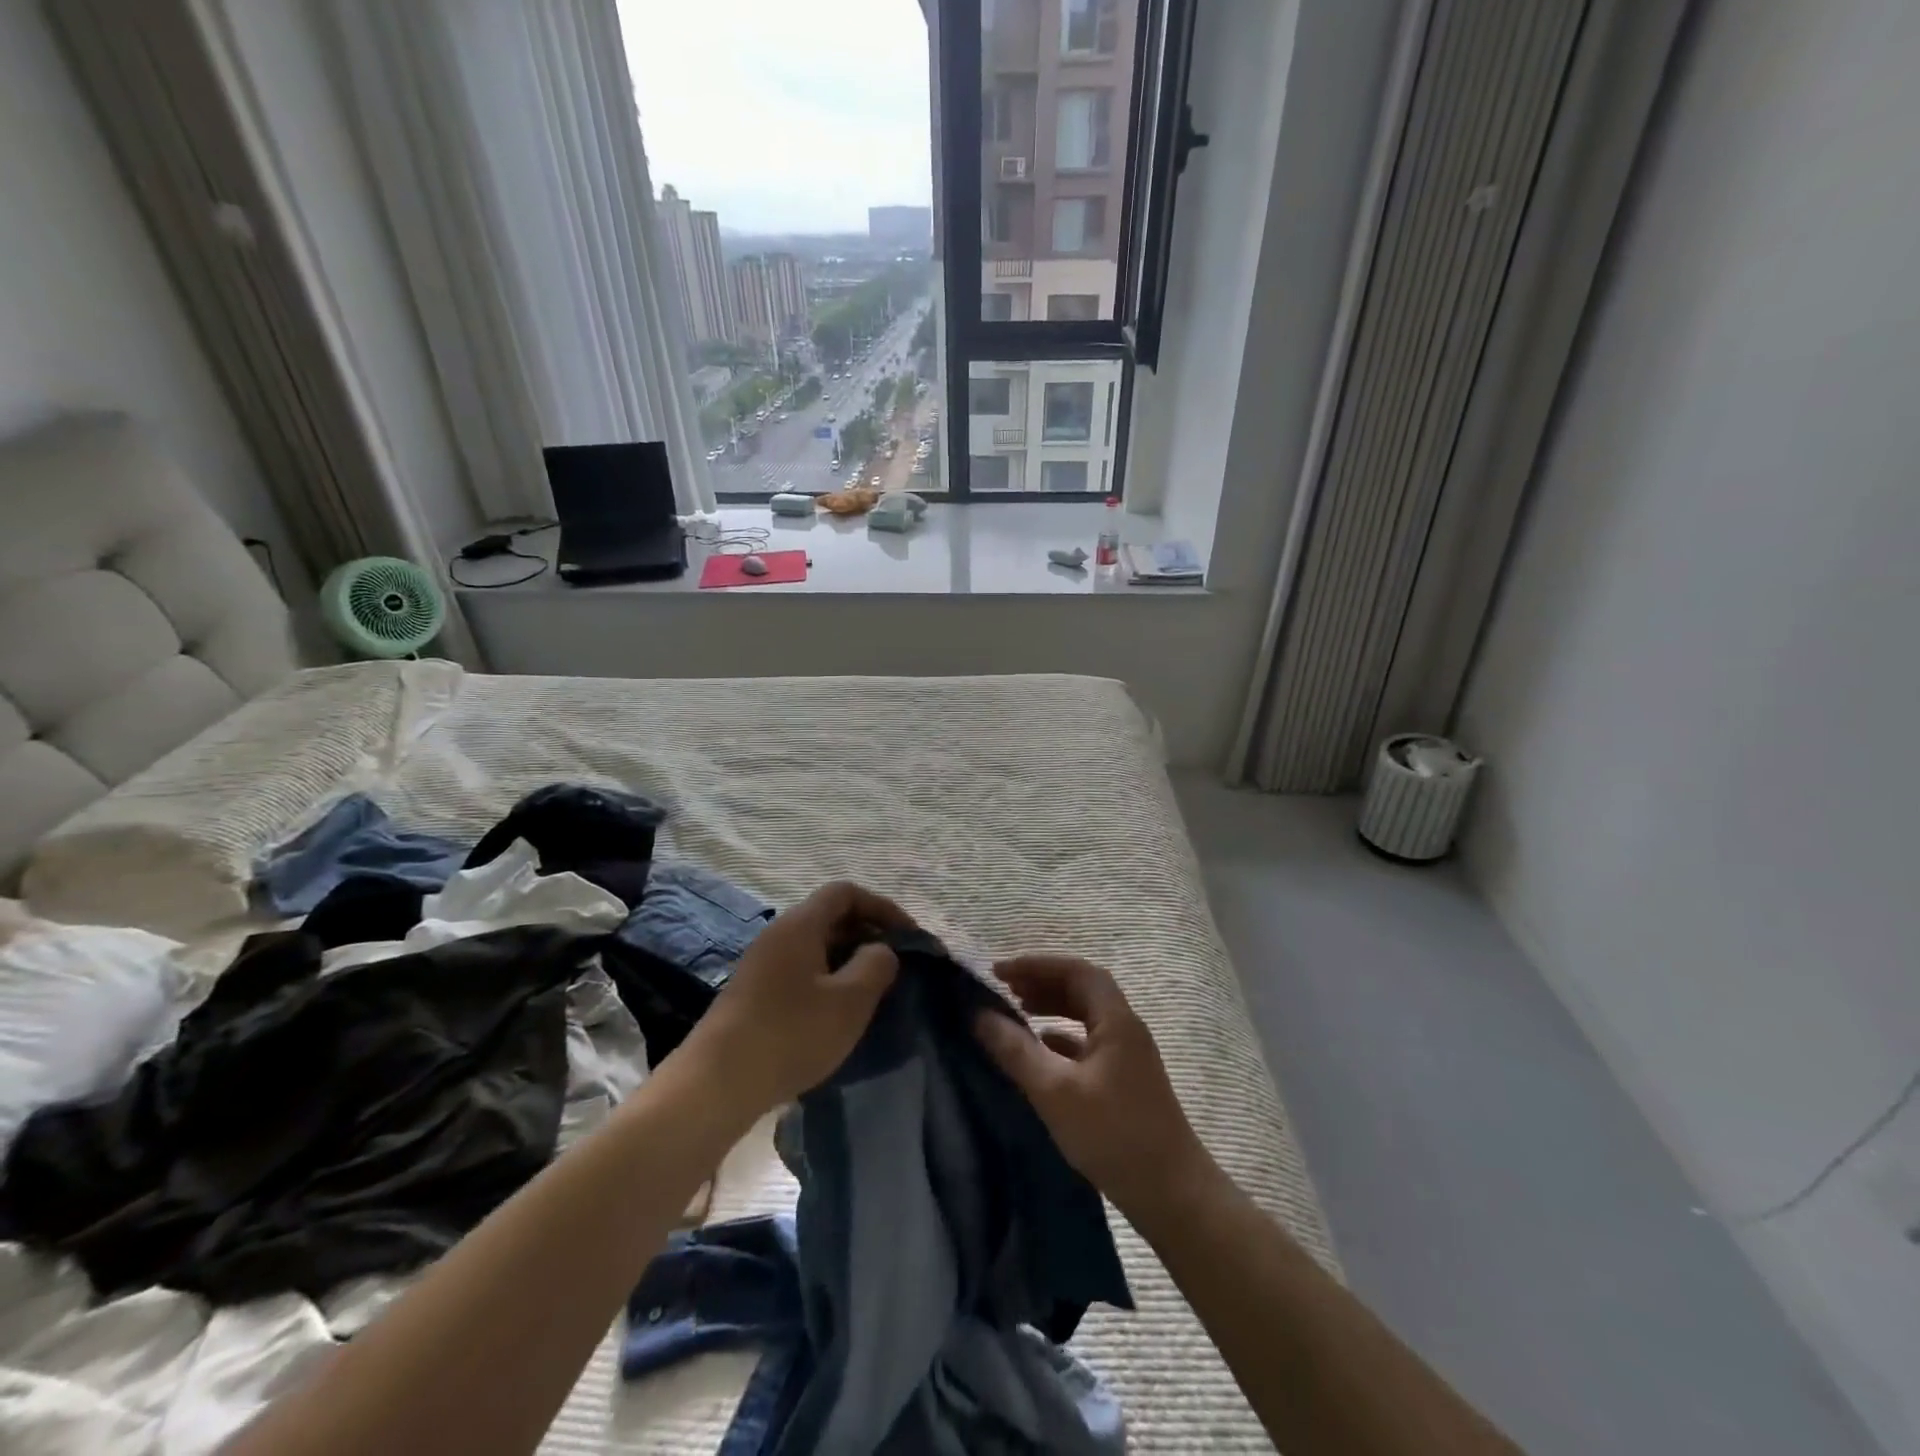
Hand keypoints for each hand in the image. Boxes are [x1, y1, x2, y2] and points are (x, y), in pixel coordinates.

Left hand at [681, 880, 911, 1118]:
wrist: (717, 1084)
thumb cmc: (792, 1033)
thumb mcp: (850, 1000)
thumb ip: (876, 965)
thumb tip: (881, 950)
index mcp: (800, 925)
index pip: (845, 893)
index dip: (882, 907)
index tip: (908, 937)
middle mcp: (778, 935)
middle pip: (830, 917)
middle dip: (867, 935)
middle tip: (896, 966)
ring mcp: (762, 965)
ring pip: (816, 947)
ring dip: (848, 961)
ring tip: (872, 992)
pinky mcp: (754, 995)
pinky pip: (801, 971)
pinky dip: (827, 981)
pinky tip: (837, 1014)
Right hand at [975, 954, 1212, 1221]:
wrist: (1173, 1195)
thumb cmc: (1114, 1135)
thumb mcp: (1055, 1091)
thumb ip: (1016, 1050)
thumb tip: (979, 1015)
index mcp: (1117, 1020)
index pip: (1076, 971)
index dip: (1037, 965)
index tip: (1000, 972)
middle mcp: (1126, 1029)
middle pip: (1082, 989)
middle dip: (1042, 982)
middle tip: (1004, 989)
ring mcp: (1128, 1056)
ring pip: (1086, 1016)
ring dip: (1052, 1007)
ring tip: (1017, 1011)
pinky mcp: (1125, 1082)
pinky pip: (1088, 1043)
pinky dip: (1062, 1037)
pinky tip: (1040, 1051)